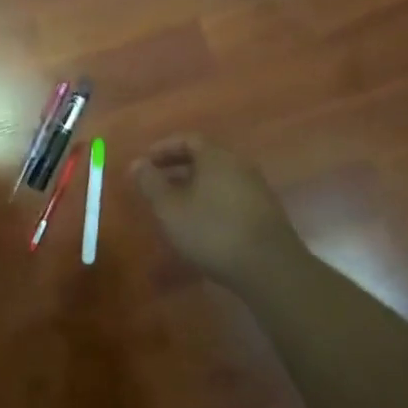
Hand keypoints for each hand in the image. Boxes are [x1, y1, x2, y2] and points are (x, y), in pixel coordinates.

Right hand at [131, 135, 306, 286]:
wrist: (269, 268)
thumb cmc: (212, 230)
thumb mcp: (170, 208)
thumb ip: (151, 183)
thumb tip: (137, 163)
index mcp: (217, 157)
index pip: (188, 139)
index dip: (164, 148)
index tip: (146, 161)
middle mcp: (239, 165)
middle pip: (205, 157)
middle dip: (177, 167)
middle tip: (156, 182)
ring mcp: (256, 189)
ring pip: (218, 178)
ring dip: (194, 186)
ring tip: (174, 205)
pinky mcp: (265, 212)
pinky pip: (230, 195)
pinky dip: (210, 200)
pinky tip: (200, 223)